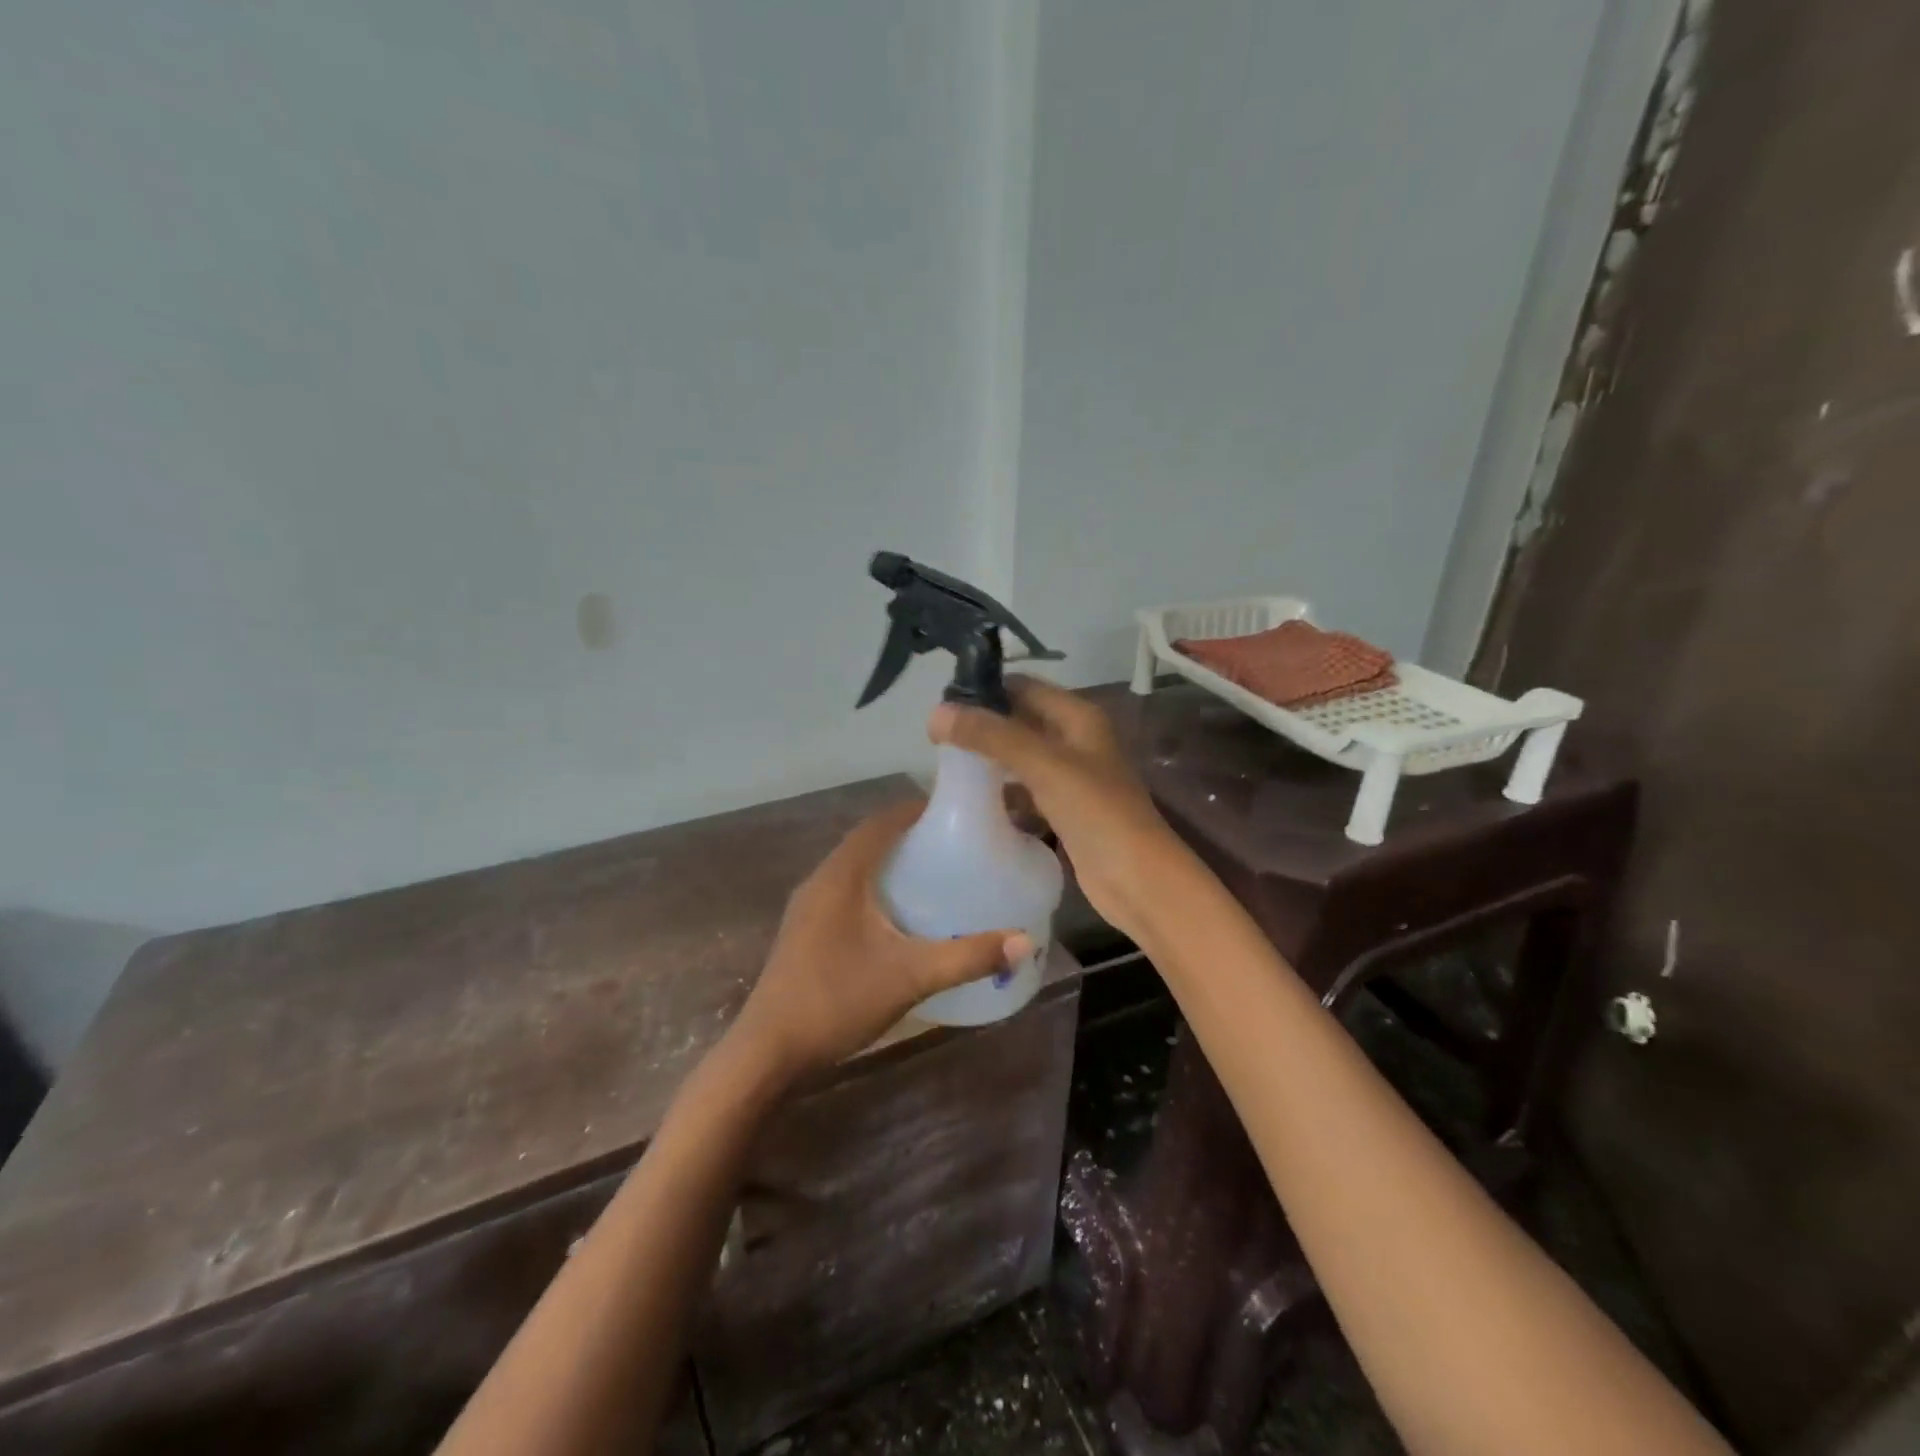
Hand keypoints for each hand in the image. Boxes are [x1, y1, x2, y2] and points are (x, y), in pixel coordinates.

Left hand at [729, 800, 1031, 1082]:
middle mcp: (820, 880)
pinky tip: (898, 916)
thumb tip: (1023, 941)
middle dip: (908, 836)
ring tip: (933, 874)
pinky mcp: (804, 931)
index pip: (880, 822)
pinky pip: (845, 892)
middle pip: (868, 841)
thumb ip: (967, 956)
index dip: (916, 810)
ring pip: (854, 868)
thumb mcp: (910, 977)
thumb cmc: (837, 1000)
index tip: (955, 814)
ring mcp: (807, 907)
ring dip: (889, 863)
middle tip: (954, 846)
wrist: (768, 1052)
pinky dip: (874, 888)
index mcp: (841, 875)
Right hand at [929, 677, 1183, 943]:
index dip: (985, 690)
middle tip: (936, 739)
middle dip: (982, 726)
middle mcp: (1075, 740)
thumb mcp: (1044, 765)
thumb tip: (935, 713)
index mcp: (1078, 717)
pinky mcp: (1064, 810)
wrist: (1137, 879)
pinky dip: (1002, 792)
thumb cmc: (1097, 812)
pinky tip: (972, 801)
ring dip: (989, 760)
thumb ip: (991, 736)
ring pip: (1020, 758)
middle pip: (1020, 721)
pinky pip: (1025, 791)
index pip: (1023, 687)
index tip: (941, 705)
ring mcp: (1071, 777)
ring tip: (946, 767)